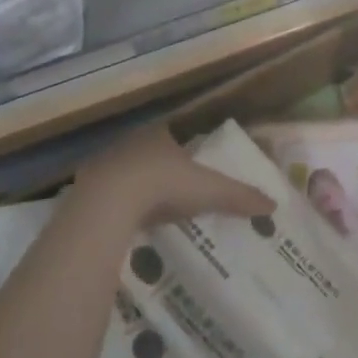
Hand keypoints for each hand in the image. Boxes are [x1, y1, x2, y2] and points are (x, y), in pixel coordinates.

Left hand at [71, 124, 273, 226]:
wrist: (109, 202)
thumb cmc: (163, 184)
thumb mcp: (209, 190)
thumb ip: (239, 196)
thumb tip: (273, 204)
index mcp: (160, 135)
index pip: (174, 136)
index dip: (183, 150)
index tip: (190, 170)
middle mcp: (131, 142)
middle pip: (149, 153)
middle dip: (158, 170)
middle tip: (172, 193)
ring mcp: (104, 163)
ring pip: (124, 173)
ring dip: (134, 187)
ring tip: (148, 211)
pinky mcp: (84, 188)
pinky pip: (105, 195)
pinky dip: (114, 206)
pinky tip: (123, 222)